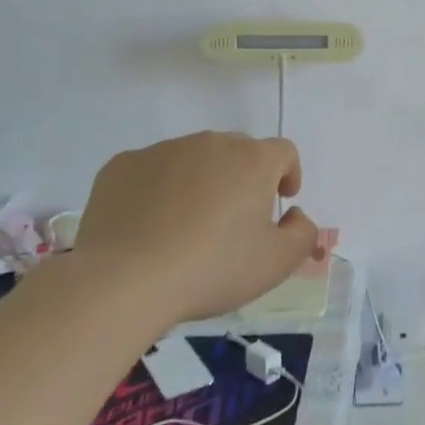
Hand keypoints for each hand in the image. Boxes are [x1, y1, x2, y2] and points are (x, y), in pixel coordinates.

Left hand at [71, 132, 322, 326]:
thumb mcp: (276, 263)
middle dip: (243, 176)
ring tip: (187, 224)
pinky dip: (158, 189)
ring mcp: (162, 150)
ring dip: (201, 180)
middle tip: (234, 217)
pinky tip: (149, 225)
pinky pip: (151, 170)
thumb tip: (294, 215)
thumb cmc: (212, 269)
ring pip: (194, 158)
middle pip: (238, 150)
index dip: (288, 173)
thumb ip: (303, 233)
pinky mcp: (122, 165)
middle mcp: (210, 143)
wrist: (123, 281)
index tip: (281, 199)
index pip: (283, 152)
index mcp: (252, 160)